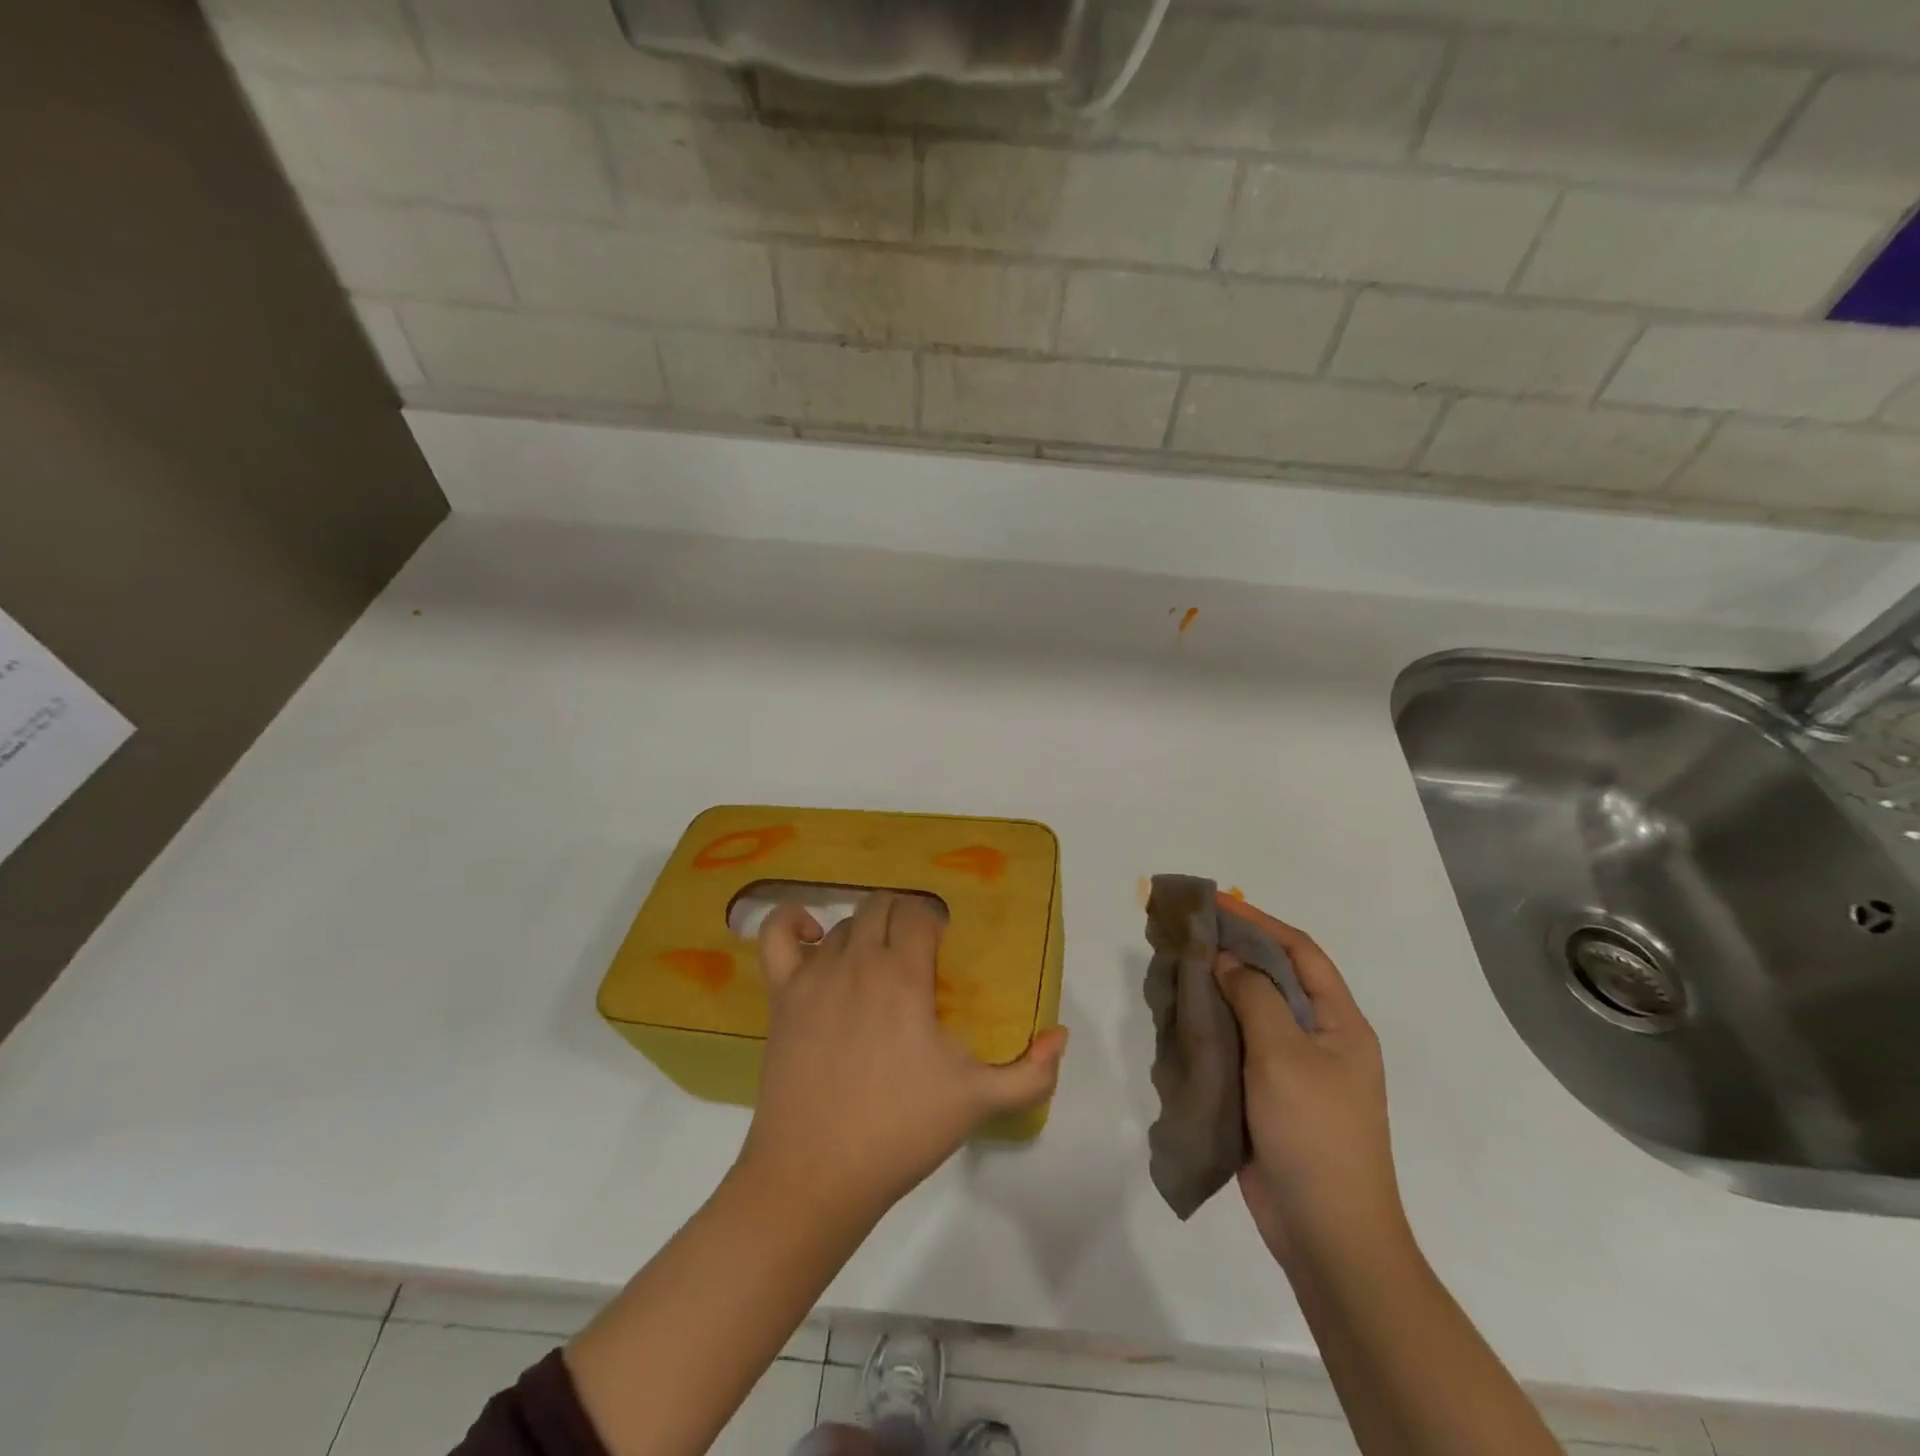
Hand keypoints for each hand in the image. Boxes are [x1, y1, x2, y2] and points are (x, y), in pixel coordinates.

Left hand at [737, 893, 1067, 1226]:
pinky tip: (812, 934)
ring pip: (844, 924)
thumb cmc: (899, 1132)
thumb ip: (1031, 1073)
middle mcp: (857, 961)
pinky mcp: (781, 995)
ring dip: (866, 933)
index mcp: (902, 975)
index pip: (919, 914)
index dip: (935, 925)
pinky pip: (776, 935)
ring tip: (879, 965)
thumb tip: (1060, 1036)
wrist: (815, 1176)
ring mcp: (813, 976)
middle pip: (882, 907)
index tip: (944, 953)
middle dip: (904, 920)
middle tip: (918, 956)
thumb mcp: (977, 1103)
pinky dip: (793, 922)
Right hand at [1213, 897, 1406, 1268]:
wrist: (1326, 1233)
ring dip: (1217, 988)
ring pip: (1251, 1013)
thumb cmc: (1314, 1132)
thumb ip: (1254, 996)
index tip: (1216, 903)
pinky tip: (1181, 1018)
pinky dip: (1211, 1027)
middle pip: (1274, 979)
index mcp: (1340, 1023)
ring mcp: (1293, 1071)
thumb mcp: (1284, 1054)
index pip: (1301, 953)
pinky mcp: (1267, 1097)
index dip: (1259, 922)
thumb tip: (1225, 959)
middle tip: (1186, 932)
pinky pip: (1238, 1048)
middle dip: (1232, 951)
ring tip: (1175, 967)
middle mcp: (1319, 1039)